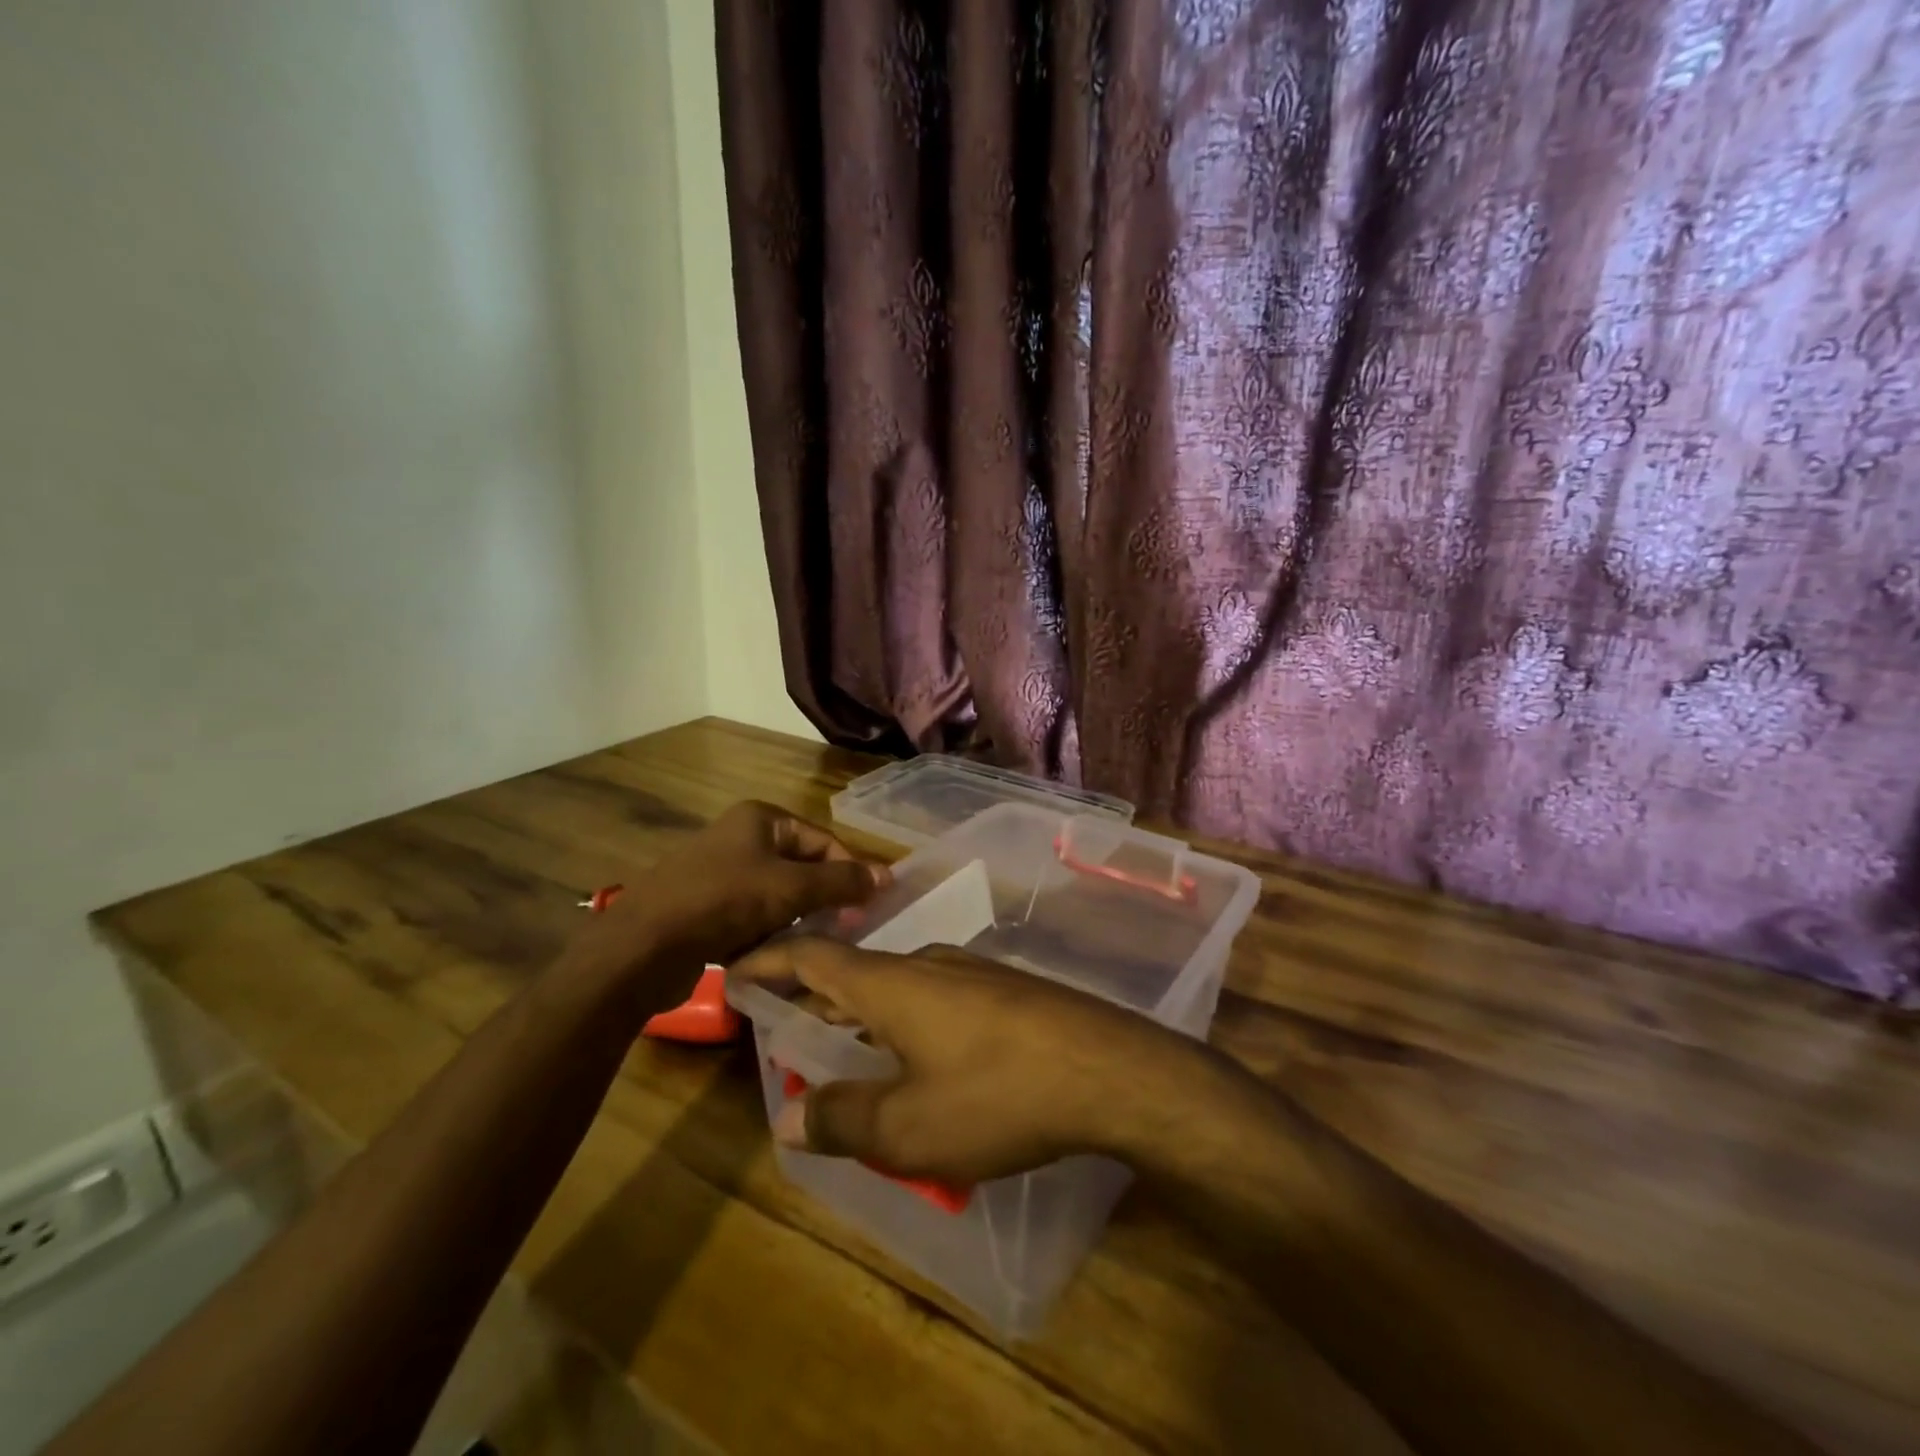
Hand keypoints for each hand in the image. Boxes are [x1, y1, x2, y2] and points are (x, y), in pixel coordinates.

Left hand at [568, 802, 887, 1004]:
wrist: (641, 948)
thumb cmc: (723, 903)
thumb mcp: (792, 889)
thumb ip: (843, 881)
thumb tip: (887, 876)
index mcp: (760, 819)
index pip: (823, 840)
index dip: (849, 871)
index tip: (867, 908)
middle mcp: (739, 838)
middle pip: (801, 867)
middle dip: (821, 899)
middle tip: (842, 930)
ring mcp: (718, 873)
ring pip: (777, 895)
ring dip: (794, 920)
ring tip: (807, 946)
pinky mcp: (704, 908)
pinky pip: (750, 916)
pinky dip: (765, 934)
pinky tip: (770, 955)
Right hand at [732, 938, 1203, 1182]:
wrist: (1109, 1070)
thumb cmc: (998, 1095)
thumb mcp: (909, 1128)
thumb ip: (842, 1121)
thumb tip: (788, 1120)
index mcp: (890, 984)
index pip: (812, 957)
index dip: (769, 962)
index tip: (735, 971)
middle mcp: (926, 964)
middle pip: (853, 971)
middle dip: (814, 999)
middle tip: (786, 1031)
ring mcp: (970, 972)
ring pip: (896, 986)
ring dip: (862, 1014)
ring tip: (843, 1050)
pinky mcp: (1004, 990)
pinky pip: (933, 998)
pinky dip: (903, 1021)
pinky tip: (917, 1060)